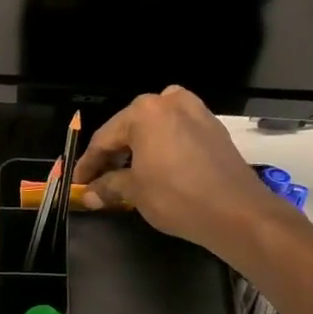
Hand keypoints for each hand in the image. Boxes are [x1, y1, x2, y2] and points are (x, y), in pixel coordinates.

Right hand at [73, 86, 278, 255]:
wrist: (235, 211)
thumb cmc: (175, 196)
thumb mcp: (134, 192)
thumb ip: (107, 186)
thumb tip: (89, 194)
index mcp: (145, 111)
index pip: (104, 138)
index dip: (88, 164)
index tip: (77, 183)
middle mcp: (170, 102)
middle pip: (130, 128)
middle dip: (113, 155)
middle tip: (99, 180)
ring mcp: (196, 111)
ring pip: (155, 129)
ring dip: (138, 150)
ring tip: (126, 176)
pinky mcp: (213, 128)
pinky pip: (176, 134)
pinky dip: (162, 149)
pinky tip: (156, 170)